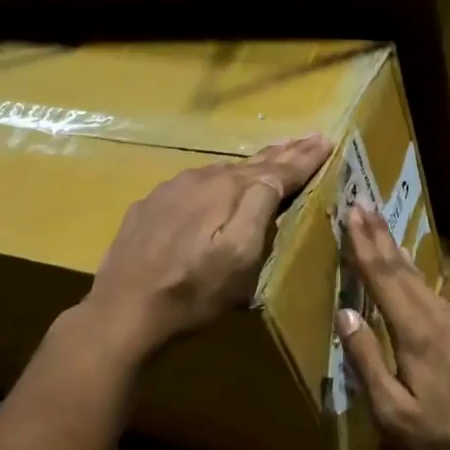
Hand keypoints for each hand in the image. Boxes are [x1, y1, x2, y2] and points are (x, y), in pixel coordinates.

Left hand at [84, 134, 331, 357]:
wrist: (122, 311)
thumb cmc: (193, 291)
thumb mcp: (239, 258)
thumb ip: (259, 209)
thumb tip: (275, 175)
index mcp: (228, 190)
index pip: (277, 169)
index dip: (304, 158)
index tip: (327, 141)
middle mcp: (200, 179)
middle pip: (250, 163)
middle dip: (283, 152)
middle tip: (309, 138)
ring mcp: (170, 190)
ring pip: (221, 172)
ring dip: (251, 165)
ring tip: (273, 157)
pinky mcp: (149, 207)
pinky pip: (193, 185)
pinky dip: (216, 182)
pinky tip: (217, 185)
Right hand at [336, 204, 449, 449]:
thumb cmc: (438, 436)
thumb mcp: (391, 411)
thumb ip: (367, 360)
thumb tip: (345, 313)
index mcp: (416, 332)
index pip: (384, 277)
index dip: (365, 245)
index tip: (352, 212)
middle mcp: (437, 315)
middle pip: (401, 267)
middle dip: (378, 234)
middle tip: (361, 203)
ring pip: (416, 275)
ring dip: (393, 247)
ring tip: (376, 223)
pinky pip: (427, 288)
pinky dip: (408, 268)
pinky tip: (403, 262)